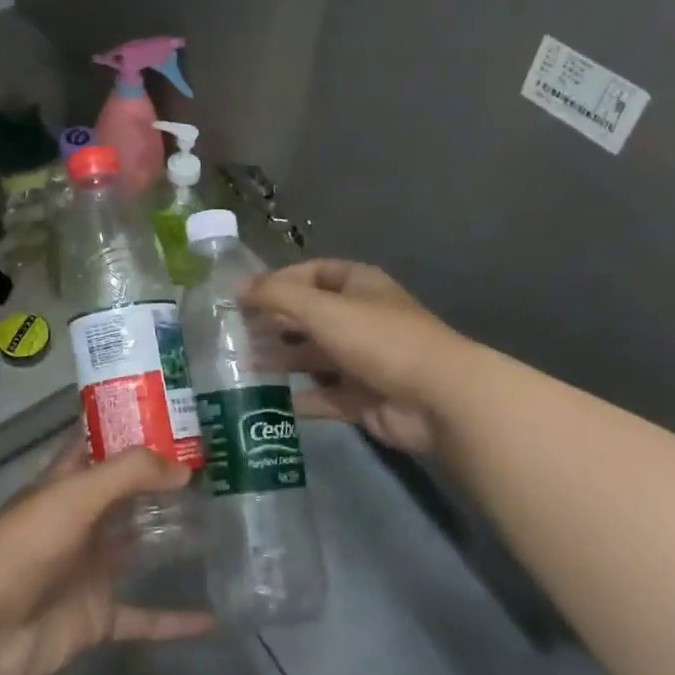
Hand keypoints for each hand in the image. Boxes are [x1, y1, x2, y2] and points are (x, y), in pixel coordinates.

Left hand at [0, 445, 214, 674]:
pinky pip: (143, 616)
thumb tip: (184, 467)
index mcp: (69, 484)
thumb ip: (129, 475)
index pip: (103, 446)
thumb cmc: (25, 544)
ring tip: (222, 529)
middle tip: (217, 474)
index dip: (135, 431)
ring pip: (140, 550)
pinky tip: (211, 618)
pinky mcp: (97, 617)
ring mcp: (91, 570)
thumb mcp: (76, 495)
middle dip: (164, 485)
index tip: (179, 420)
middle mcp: (83, 521)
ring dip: (173, 542)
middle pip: (128, 497)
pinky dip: (174, 620)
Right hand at [247, 259, 456, 456]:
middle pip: (309, 316)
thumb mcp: (321, 308)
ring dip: (282, 360)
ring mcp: (363, 360)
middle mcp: (360, 318)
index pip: (311, 273)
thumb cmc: (378, 339)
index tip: (243, 297)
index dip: (278, 282)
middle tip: (236, 333)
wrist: (438, 398)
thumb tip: (237, 288)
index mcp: (358, 285)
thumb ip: (276, 296)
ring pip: (314, 357)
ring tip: (244, 365)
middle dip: (274, 323)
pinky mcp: (364, 398)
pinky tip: (270, 400)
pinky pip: (325, 395)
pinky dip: (300, 398)